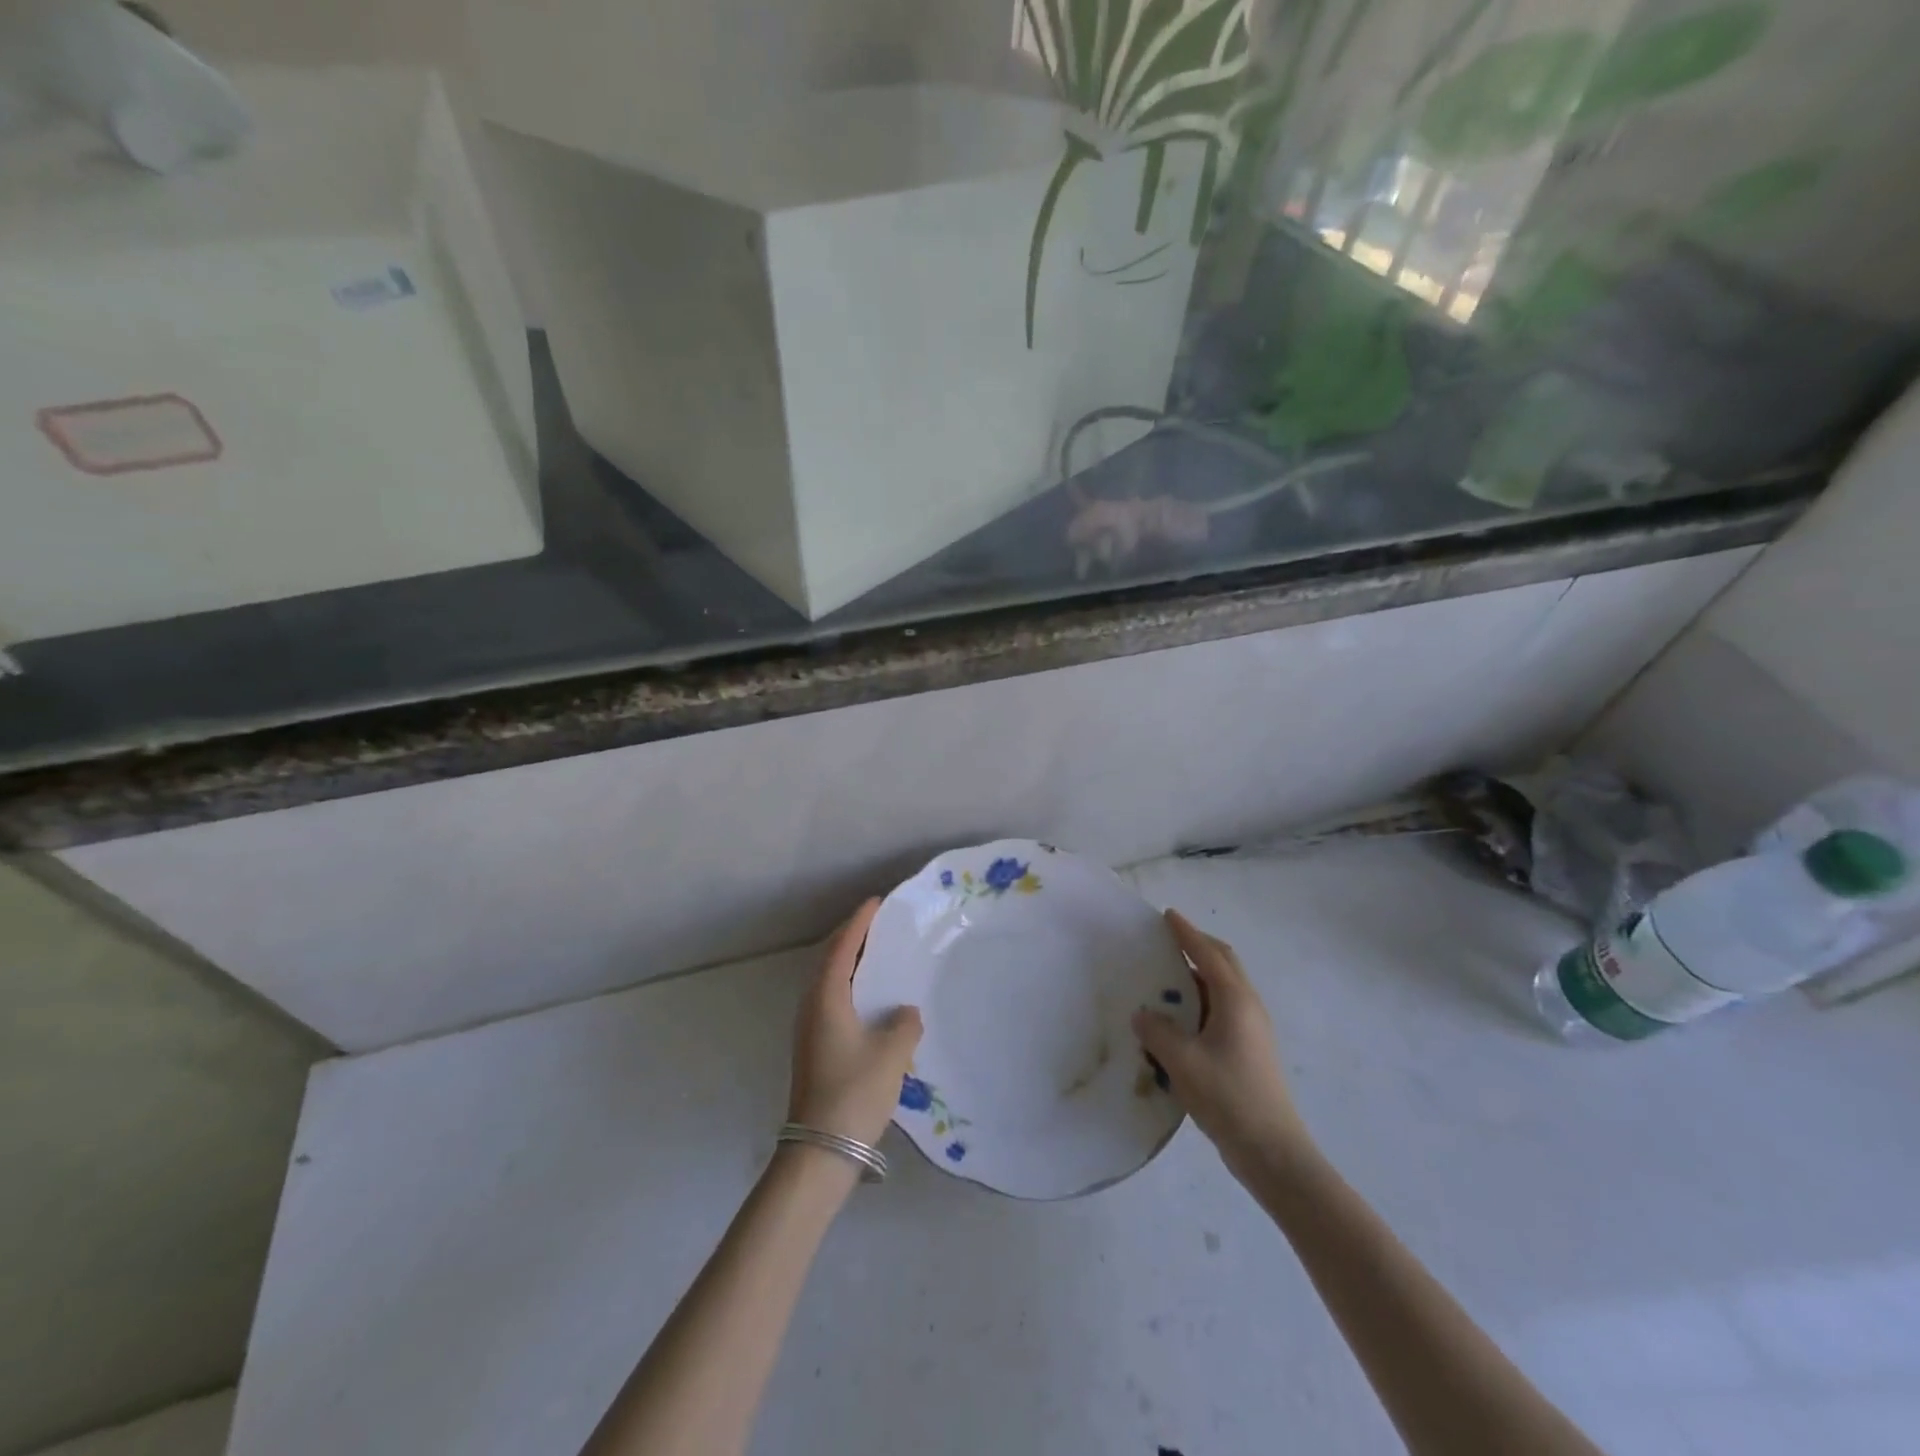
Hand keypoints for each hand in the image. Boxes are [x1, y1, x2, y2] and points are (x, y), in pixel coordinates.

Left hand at [787, 899, 923, 1148]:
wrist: (820, 1150)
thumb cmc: (854, 1092)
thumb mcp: (891, 1054)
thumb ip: (905, 1024)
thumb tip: (906, 1012)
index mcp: (827, 998)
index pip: (842, 948)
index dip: (859, 923)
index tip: (876, 902)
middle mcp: (812, 1006)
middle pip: (830, 960)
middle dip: (852, 938)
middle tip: (879, 923)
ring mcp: (809, 1028)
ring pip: (829, 981)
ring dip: (849, 962)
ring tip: (877, 953)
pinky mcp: (814, 1046)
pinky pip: (832, 999)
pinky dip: (849, 984)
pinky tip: (870, 997)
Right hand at [1133, 910, 1313, 1177]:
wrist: (1272, 1151)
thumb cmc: (1228, 1097)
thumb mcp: (1182, 1062)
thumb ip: (1157, 1031)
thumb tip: (1143, 1015)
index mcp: (1235, 1000)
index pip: (1208, 953)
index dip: (1186, 933)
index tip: (1167, 915)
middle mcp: (1248, 1007)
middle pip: (1223, 963)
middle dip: (1198, 946)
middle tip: (1168, 939)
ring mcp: (1252, 1030)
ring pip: (1223, 988)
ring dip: (1198, 976)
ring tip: (1167, 979)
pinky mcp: (1250, 1051)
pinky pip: (1222, 1011)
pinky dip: (1201, 1002)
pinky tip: (1179, 1021)